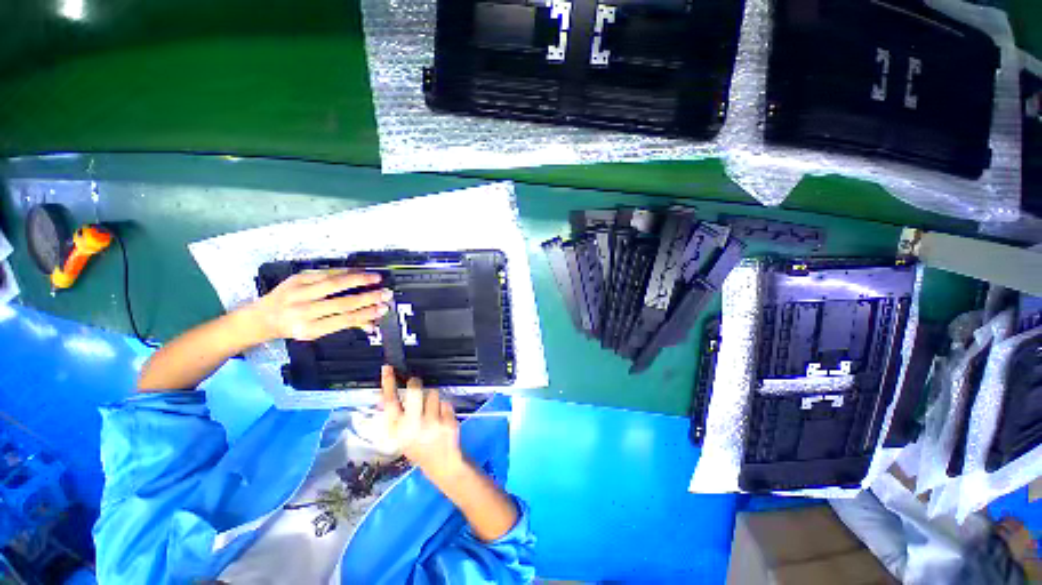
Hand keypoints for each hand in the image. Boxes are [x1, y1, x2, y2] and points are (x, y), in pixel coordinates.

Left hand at [247, 269, 390, 341]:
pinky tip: (358, 271)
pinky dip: (344, 271)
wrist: (262, 317)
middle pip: (342, 303)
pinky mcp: (296, 279)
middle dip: (368, 297)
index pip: (344, 320)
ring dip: (358, 280)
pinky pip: (324, 273)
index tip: (383, 308)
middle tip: (385, 293)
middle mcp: (302, 311)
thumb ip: (345, 325)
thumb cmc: (294, 326)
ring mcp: (298, 293)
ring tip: (376, 277)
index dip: (366, 314)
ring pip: (334, 284)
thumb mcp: (317, 331)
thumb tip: (372, 324)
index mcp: (309, 329)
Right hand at [380, 365, 465, 485]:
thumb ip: (394, 417)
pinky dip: (444, 407)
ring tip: (432, 413)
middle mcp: (413, 427)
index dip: (388, 384)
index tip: (387, 368)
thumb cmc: (419, 447)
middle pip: (414, 390)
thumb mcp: (401, 436)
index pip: (390, 402)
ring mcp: (432, 424)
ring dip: (433, 399)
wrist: (442, 463)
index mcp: (398, 431)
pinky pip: (446, 402)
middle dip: (415, 384)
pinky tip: (443, 420)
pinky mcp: (448, 422)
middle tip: (415, 384)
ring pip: (433, 394)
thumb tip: (383, 395)